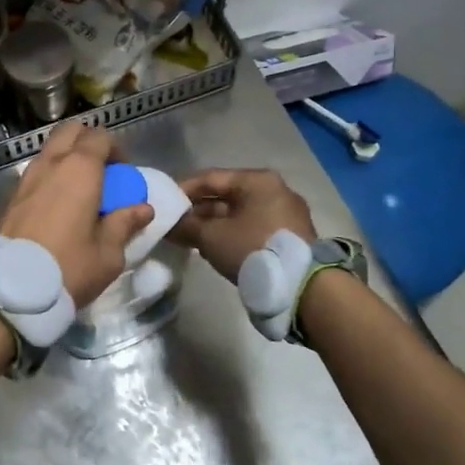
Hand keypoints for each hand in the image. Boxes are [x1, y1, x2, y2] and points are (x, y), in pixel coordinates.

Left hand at [0, 122, 152, 307]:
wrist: (11, 289)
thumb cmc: (69, 267)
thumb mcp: (108, 253)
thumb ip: (125, 224)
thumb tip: (142, 209)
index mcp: (80, 169)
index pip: (100, 137)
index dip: (116, 151)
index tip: (124, 175)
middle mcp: (51, 164)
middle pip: (71, 132)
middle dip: (88, 143)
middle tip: (102, 173)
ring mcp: (27, 178)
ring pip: (50, 150)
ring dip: (68, 159)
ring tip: (81, 191)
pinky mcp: (12, 196)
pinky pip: (37, 172)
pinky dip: (52, 177)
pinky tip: (60, 206)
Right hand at [171, 168, 316, 282]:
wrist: (301, 286)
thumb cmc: (253, 249)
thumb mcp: (212, 237)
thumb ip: (187, 226)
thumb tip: (168, 225)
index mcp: (256, 180)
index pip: (210, 177)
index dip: (182, 189)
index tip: (163, 203)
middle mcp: (274, 190)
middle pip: (225, 195)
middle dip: (197, 210)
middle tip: (173, 224)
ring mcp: (284, 213)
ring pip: (238, 213)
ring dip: (212, 224)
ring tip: (188, 238)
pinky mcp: (288, 235)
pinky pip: (251, 227)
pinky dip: (230, 233)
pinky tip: (212, 247)